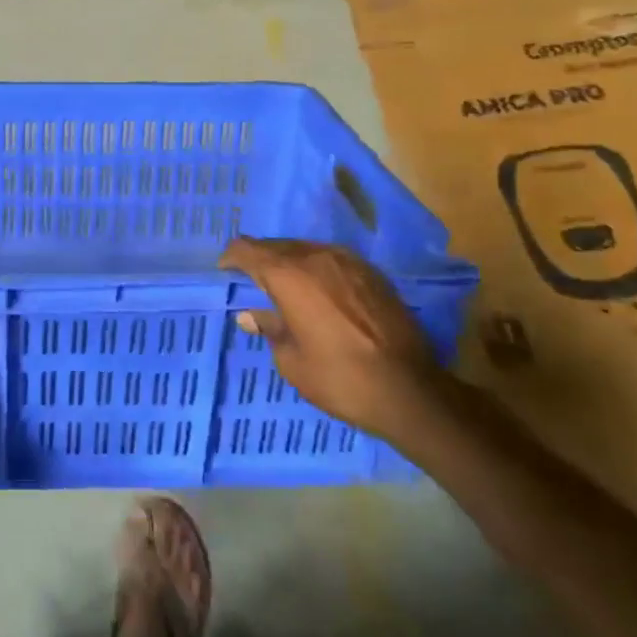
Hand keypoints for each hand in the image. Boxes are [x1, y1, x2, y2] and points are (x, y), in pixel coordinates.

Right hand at [218, 237, 444, 441]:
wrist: (411, 391)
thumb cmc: (339, 378)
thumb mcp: (291, 360)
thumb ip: (269, 329)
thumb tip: (250, 316)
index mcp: (288, 275)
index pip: (247, 250)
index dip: (232, 258)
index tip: (225, 271)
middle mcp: (316, 257)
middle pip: (276, 245)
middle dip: (260, 259)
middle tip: (252, 280)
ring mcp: (348, 261)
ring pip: (306, 249)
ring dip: (290, 262)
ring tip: (285, 285)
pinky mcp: (372, 273)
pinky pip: (332, 259)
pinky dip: (317, 269)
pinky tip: (319, 292)